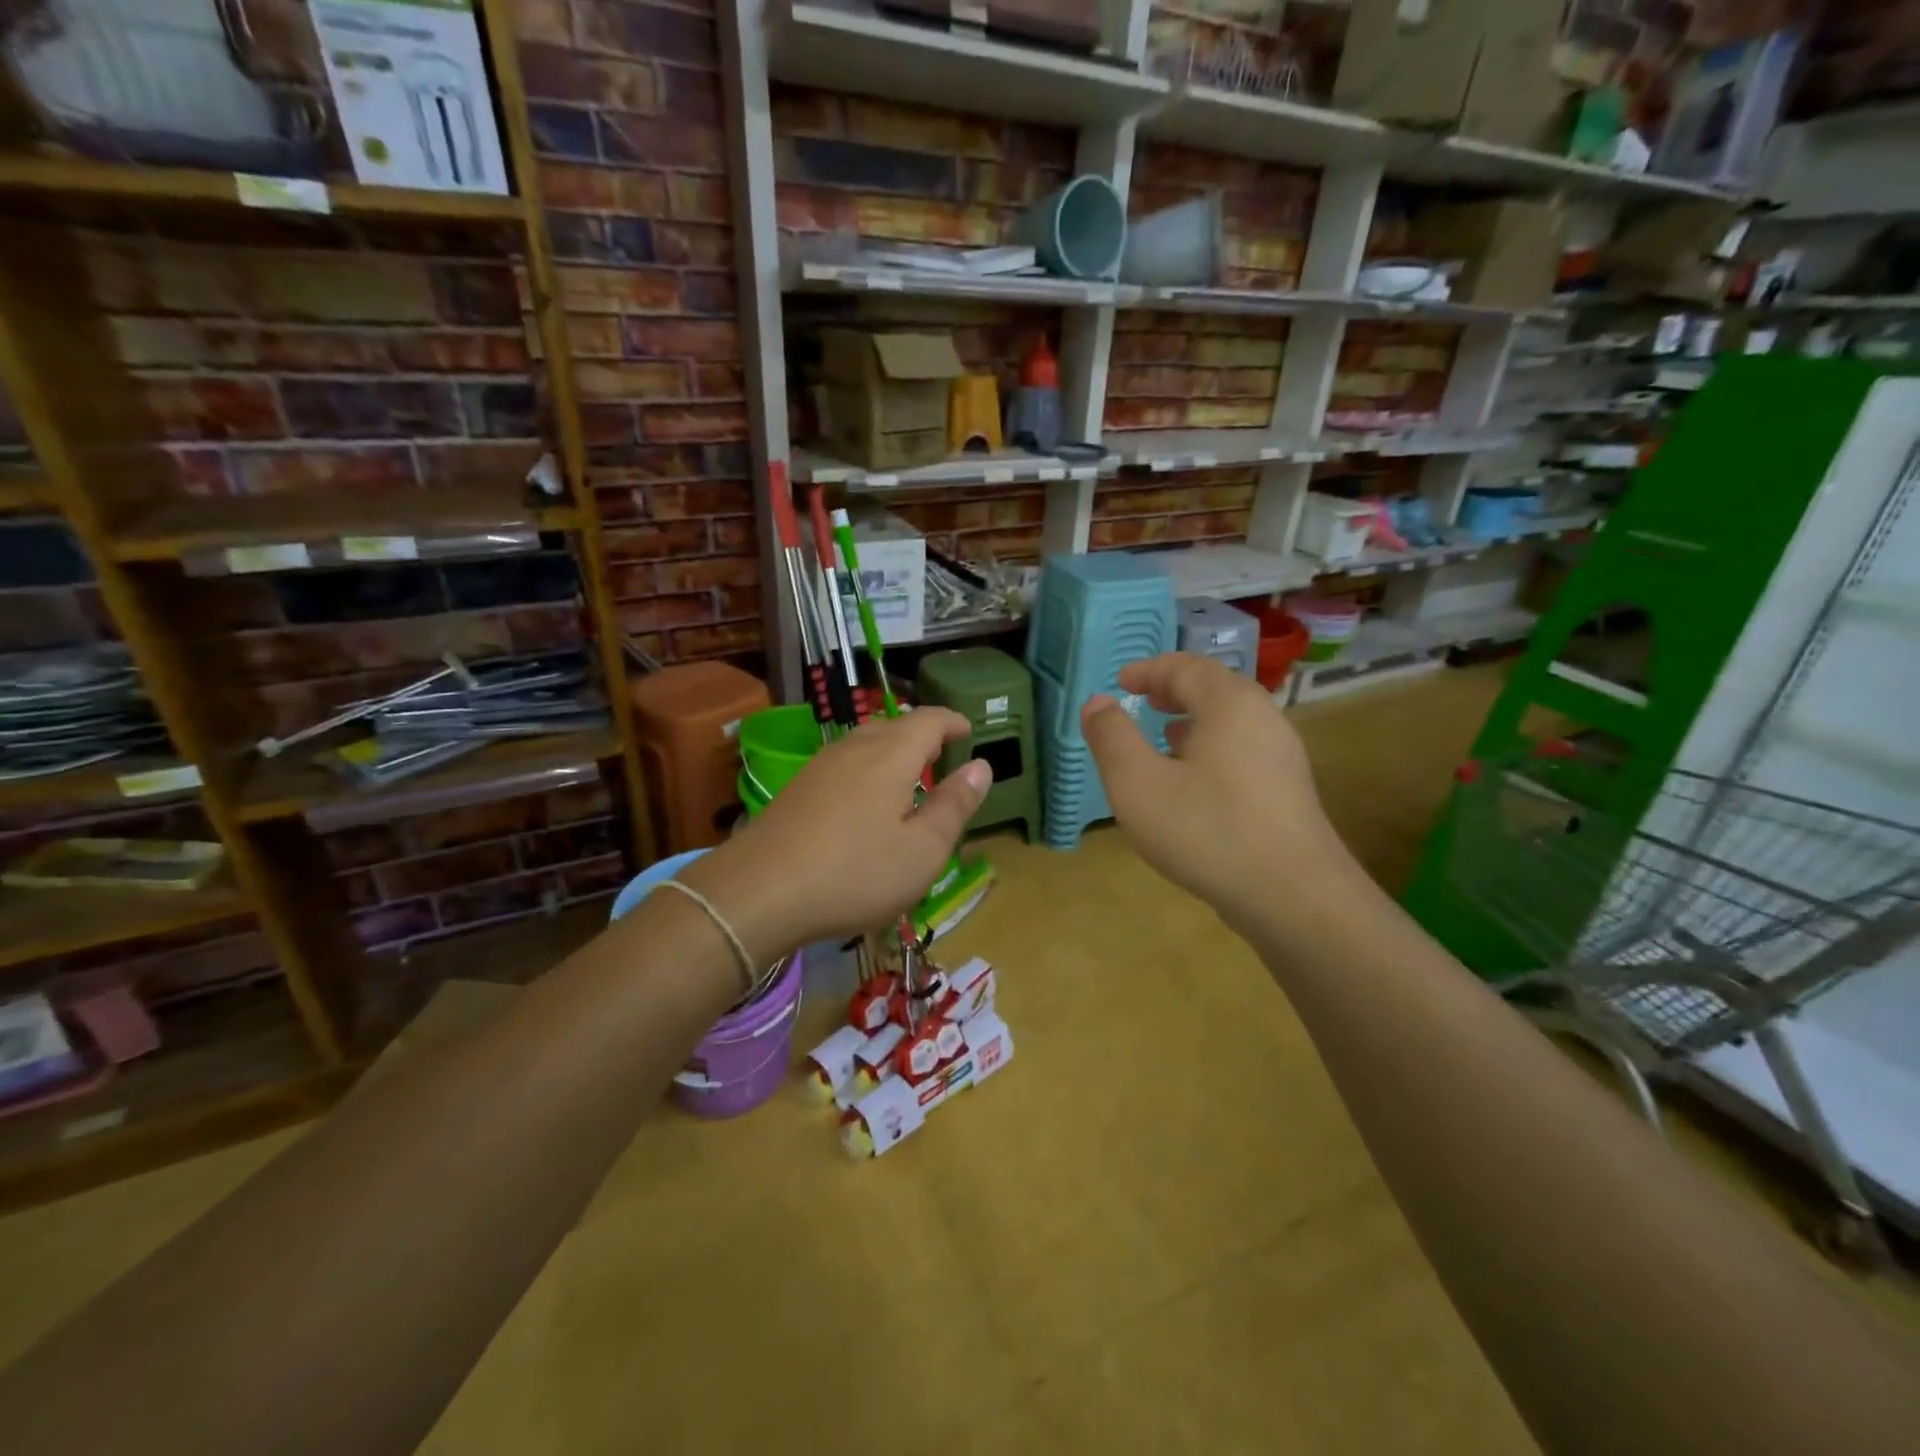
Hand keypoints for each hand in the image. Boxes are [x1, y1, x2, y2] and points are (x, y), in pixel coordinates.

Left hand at [680, 709, 989, 962]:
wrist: (758, 892)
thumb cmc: (855, 872)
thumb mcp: (922, 850)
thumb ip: (954, 805)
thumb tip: (980, 766)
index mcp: (892, 754)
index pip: (930, 719)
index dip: (954, 721)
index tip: (970, 732)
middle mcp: (855, 747)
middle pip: (896, 725)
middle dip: (924, 736)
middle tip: (943, 757)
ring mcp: (821, 765)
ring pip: (866, 742)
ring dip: (893, 752)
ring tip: (909, 779)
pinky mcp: (798, 788)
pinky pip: (845, 763)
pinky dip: (867, 769)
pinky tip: (865, 803)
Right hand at [1081, 653, 1353, 928]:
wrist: (1294, 897)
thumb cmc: (1208, 830)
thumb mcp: (1138, 784)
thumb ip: (1112, 739)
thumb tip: (1096, 704)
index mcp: (1230, 704)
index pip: (1186, 668)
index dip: (1149, 671)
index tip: (1121, 682)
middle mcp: (1263, 719)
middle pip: (1215, 689)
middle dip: (1175, 690)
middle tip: (1144, 700)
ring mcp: (1282, 757)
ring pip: (1232, 722)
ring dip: (1195, 720)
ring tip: (1165, 734)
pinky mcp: (1288, 792)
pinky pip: (1243, 750)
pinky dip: (1212, 748)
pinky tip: (1194, 781)